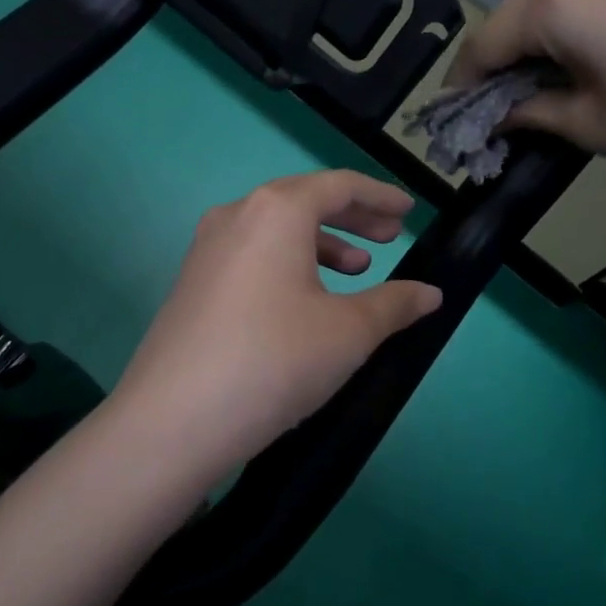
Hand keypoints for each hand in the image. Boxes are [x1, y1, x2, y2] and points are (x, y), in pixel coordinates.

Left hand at [112, 171, 442, 464]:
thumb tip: (431, 294)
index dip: (379, 196)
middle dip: (352, 217)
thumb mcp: (349, 332)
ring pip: (276, 229)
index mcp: (276, 210)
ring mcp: (207, 248)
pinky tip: (307, 300)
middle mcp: (237, 215)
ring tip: (356, 270)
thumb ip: (395, 304)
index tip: (407, 211)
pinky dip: (288, 263)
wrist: (174, 419)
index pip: (339, 185)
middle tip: (389, 238)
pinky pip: (252, 254)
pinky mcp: (192, 282)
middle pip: (305, 201)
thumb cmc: (275, 360)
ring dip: (321, 242)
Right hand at [447, 0, 605, 182]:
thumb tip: (495, 114)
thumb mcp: (587, 125)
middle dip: (501, 55)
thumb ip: (527, 112)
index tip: (454, 109)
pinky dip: (574, 10)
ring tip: (547, 69)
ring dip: (537, 29)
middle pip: (516, 12)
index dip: (464, 80)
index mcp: (553, 3)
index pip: (486, 43)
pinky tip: (590, 41)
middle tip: (500, 96)